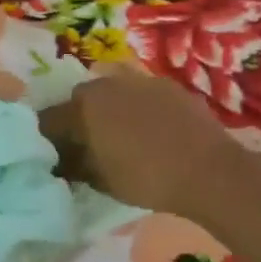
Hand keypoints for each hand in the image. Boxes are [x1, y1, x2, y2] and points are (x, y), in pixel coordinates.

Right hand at [39, 68, 259, 218]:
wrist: (211, 172)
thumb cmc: (146, 178)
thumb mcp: (99, 180)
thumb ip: (73, 165)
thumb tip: (59, 160)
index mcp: (82, 106)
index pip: (49, 119)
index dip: (48, 139)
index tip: (54, 156)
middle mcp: (106, 84)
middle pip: (79, 101)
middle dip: (78, 120)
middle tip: (87, 146)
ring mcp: (140, 81)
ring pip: (112, 94)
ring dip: (109, 111)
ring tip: (122, 138)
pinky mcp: (169, 87)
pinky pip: (141, 96)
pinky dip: (138, 110)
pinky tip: (151, 132)